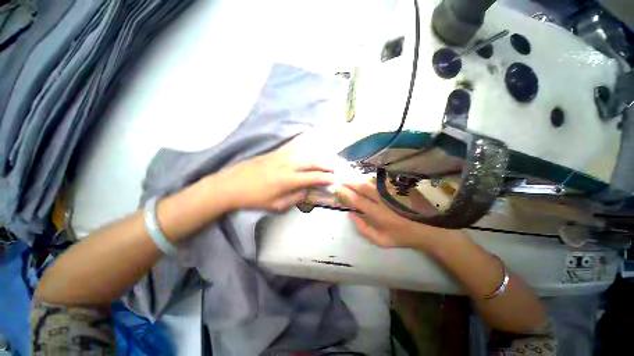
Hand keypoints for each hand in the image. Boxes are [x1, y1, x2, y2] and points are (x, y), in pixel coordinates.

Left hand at [218, 136, 337, 211]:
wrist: (231, 185)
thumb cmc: (254, 198)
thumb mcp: (276, 205)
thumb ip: (295, 197)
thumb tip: (308, 191)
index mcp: (287, 180)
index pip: (313, 177)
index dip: (326, 178)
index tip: (336, 178)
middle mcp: (287, 164)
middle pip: (312, 161)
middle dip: (327, 164)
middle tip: (336, 167)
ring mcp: (281, 155)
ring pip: (305, 151)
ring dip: (319, 154)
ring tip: (327, 157)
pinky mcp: (276, 151)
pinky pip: (294, 144)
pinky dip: (305, 140)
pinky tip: (312, 137)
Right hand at [336, 181, 459, 249]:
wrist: (430, 229)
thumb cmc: (403, 237)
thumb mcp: (381, 241)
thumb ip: (363, 228)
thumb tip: (350, 213)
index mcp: (379, 215)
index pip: (357, 200)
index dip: (346, 193)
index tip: (338, 187)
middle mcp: (384, 201)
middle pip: (363, 187)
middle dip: (350, 182)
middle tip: (341, 178)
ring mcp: (393, 192)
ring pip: (372, 181)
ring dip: (359, 179)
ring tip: (350, 177)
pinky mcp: (401, 187)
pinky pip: (381, 181)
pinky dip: (371, 179)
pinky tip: (365, 178)